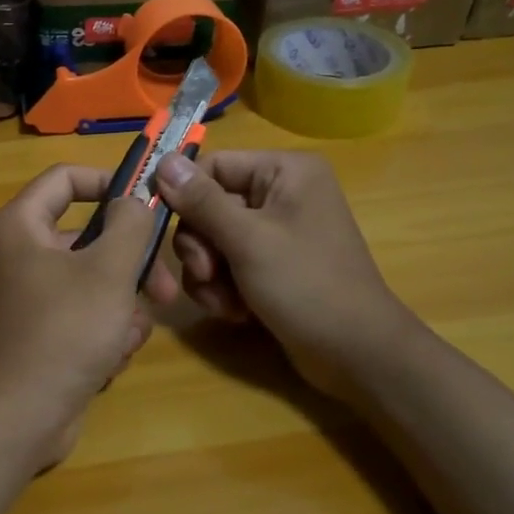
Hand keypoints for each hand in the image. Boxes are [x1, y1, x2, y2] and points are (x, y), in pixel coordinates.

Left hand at [0, 165, 179, 470]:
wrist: (21, 419)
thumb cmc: (65, 332)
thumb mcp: (109, 271)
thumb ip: (129, 225)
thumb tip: (133, 199)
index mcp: (23, 226)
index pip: (65, 178)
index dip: (108, 181)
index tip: (148, 200)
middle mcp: (22, 255)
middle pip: (90, 237)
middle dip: (132, 265)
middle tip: (166, 289)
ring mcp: (32, 298)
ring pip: (95, 282)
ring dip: (122, 308)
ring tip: (126, 336)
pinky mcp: (44, 335)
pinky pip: (86, 317)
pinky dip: (104, 334)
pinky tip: (110, 360)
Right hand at [155, 151, 418, 403]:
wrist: (354, 353)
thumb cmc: (306, 285)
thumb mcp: (247, 241)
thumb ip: (201, 201)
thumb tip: (163, 161)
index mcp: (285, 172)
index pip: (213, 166)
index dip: (184, 196)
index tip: (159, 225)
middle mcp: (280, 193)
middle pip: (208, 206)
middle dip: (201, 247)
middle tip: (207, 273)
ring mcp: (276, 232)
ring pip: (213, 241)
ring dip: (209, 274)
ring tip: (226, 302)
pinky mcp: (271, 265)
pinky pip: (228, 265)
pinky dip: (224, 288)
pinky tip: (237, 312)